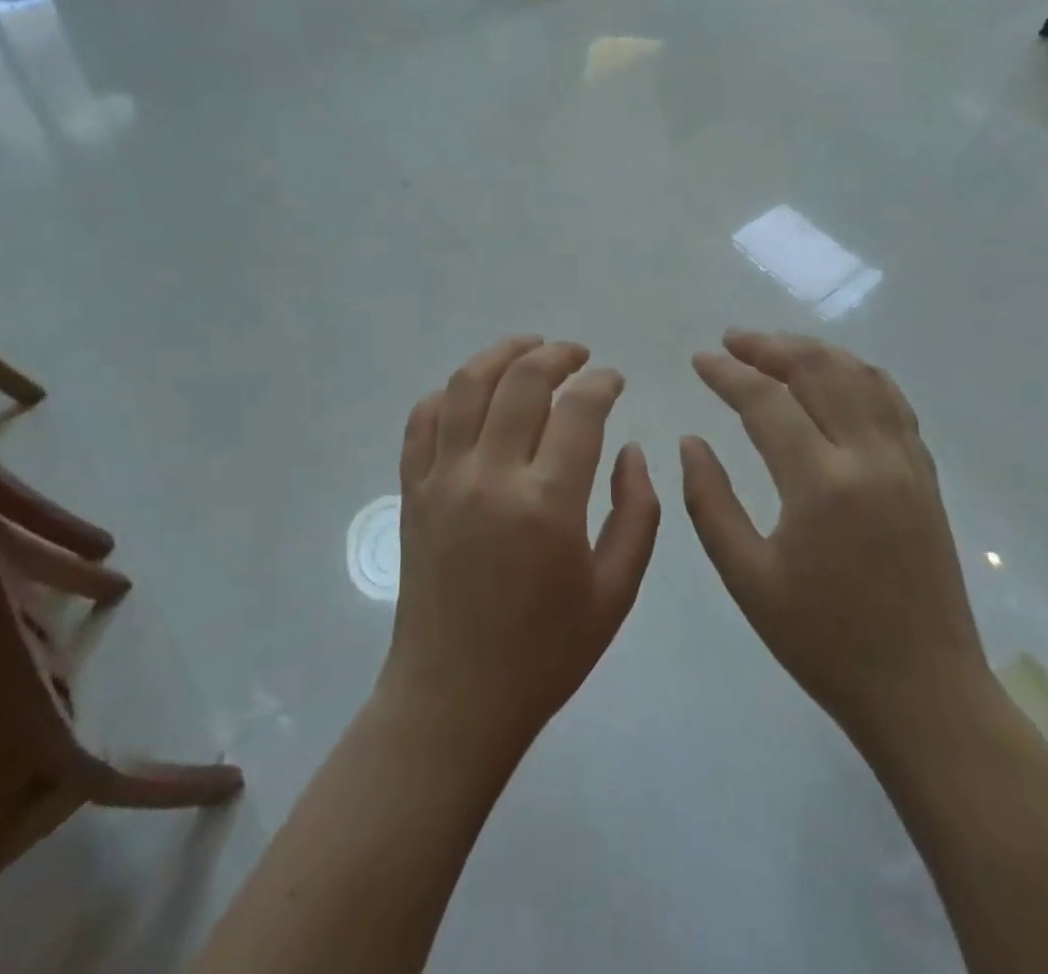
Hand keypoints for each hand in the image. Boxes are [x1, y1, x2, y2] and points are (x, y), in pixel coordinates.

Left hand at [378, 337, 659, 753]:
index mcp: (547, 503)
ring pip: (465, 386)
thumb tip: (631, 448)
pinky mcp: (412, 491)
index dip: (601, 382)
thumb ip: (635, 512)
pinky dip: (447, 394)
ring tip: (528, 348)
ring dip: (499, 354)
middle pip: (521, 380)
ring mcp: (442, 479)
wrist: (454, 698)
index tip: (614, 380)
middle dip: (556, 355)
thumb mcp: (615, 592)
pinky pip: (421, 421)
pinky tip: (471, 393)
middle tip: (578, 356)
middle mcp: (489, 476)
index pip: (578, 409)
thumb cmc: (545, 652)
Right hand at [681, 330, 989, 751]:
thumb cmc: (824, 642)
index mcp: (820, 485)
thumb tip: (691, 441)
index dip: (727, 373)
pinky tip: (834, 376)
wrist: (925, 693)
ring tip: (775, 349)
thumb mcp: (747, 579)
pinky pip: (892, 401)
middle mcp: (869, 458)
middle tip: (732, 341)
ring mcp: (906, 463)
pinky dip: (857, 373)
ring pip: (860, 376)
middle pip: (818, 370)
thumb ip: (710, 502)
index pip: (766, 401)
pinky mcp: (926, 476)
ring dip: (813, 351)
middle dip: (769, 346)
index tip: (699, 359)